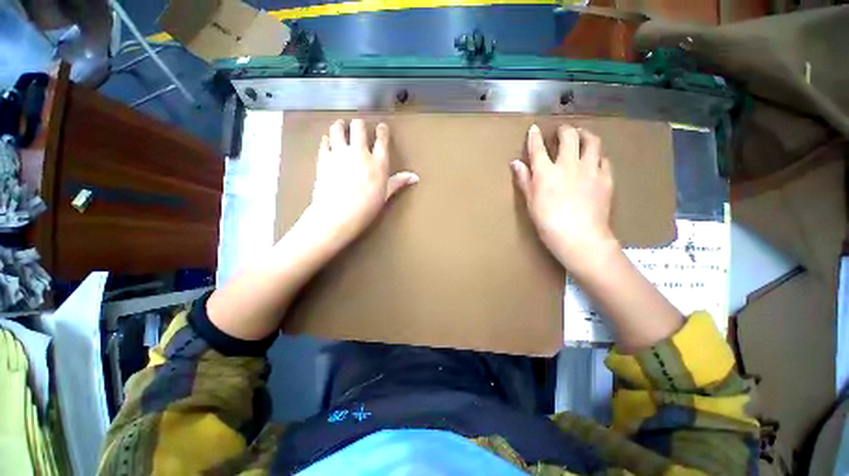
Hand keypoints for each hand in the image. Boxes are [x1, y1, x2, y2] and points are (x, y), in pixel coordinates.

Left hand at [304, 119, 418, 247]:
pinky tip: (326, 140)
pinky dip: (326, 140)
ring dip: (339, 126)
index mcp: (377, 163)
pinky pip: (325, 144)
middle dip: (358, 124)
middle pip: (359, 128)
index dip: (382, 130)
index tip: (381, 127)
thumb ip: (397, 183)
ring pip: (338, 130)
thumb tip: (414, 177)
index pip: (381, 140)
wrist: (335, 216)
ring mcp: (339, 154)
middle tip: (357, 124)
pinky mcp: (324, 160)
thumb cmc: (364, 210)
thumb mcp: (384, 197)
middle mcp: (359, 153)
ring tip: (339, 124)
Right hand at [511, 124, 616, 273]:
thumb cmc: (552, 227)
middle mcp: (568, 164)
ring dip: (586, 135)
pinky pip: (604, 160)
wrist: (583, 240)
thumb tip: (516, 163)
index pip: (538, 146)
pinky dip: (600, 157)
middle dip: (564, 129)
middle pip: (568, 135)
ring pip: (591, 141)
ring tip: (583, 137)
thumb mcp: (532, 205)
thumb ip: (525, 181)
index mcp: (546, 171)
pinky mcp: (606, 179)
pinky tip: (597, 161)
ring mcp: (590, 169)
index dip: (535, 135)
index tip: (535, 129)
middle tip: (563, 132)